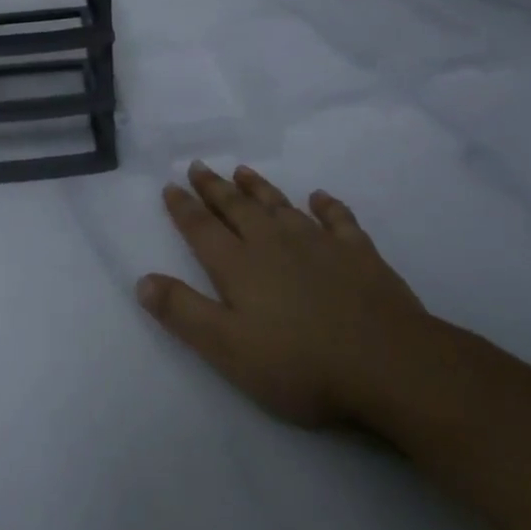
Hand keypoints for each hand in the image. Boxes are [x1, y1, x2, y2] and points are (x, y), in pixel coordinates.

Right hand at [136, 162, 436, 428]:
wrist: (387, 363)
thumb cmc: (299, 363)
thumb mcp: (227, 348)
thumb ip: (183, 312)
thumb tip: (142, 279)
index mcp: (240, 266)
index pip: (202, 229)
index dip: (184, 207)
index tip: (170, 186)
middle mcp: (274, 244)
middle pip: (238, 208)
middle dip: (214, 187)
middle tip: (198, 166)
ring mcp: (319, 244)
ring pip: (281, 206)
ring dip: (259, 188)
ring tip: (243, 171)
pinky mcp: (359, 253)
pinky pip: (338, 219)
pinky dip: (327, 205)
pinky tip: (320, 197)